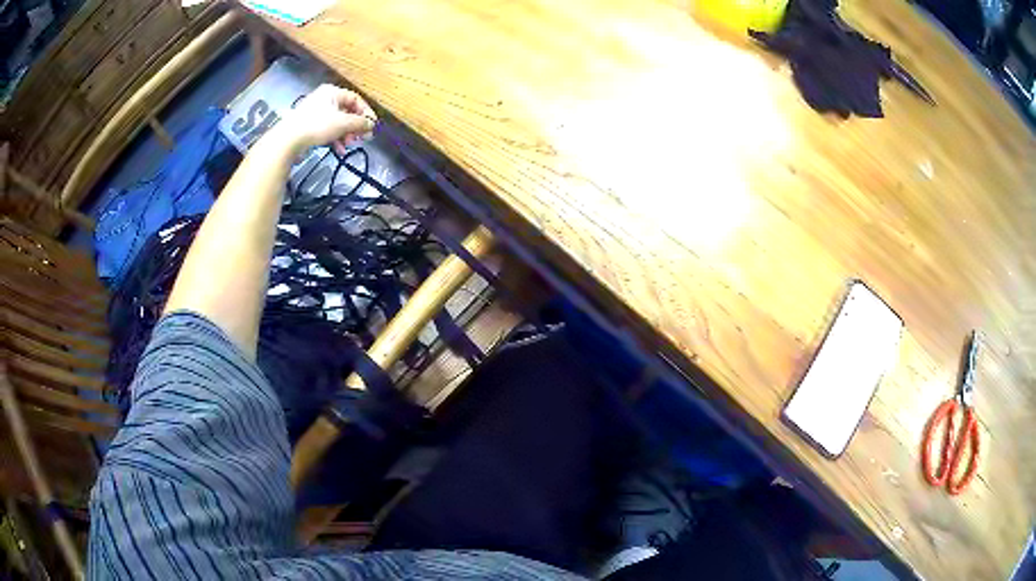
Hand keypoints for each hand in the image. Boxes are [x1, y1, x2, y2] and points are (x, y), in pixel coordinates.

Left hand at [269, 84, 377, 155]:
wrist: (288, 140)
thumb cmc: (317, 126)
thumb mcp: (343, 123)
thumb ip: (360, 123)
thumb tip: (372, 125)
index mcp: (333, 92)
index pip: (356, 99)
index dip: (366, 113)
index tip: (372, 127)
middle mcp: (324, 98)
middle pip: (347, 111)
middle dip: (355, 126)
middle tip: (360, 139)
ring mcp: (315, 112)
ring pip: (337, 122)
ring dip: (346, 134)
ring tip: (348, 145)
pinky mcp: (309, 125)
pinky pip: (327, 129)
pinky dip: (335, 138)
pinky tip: (338, 149)